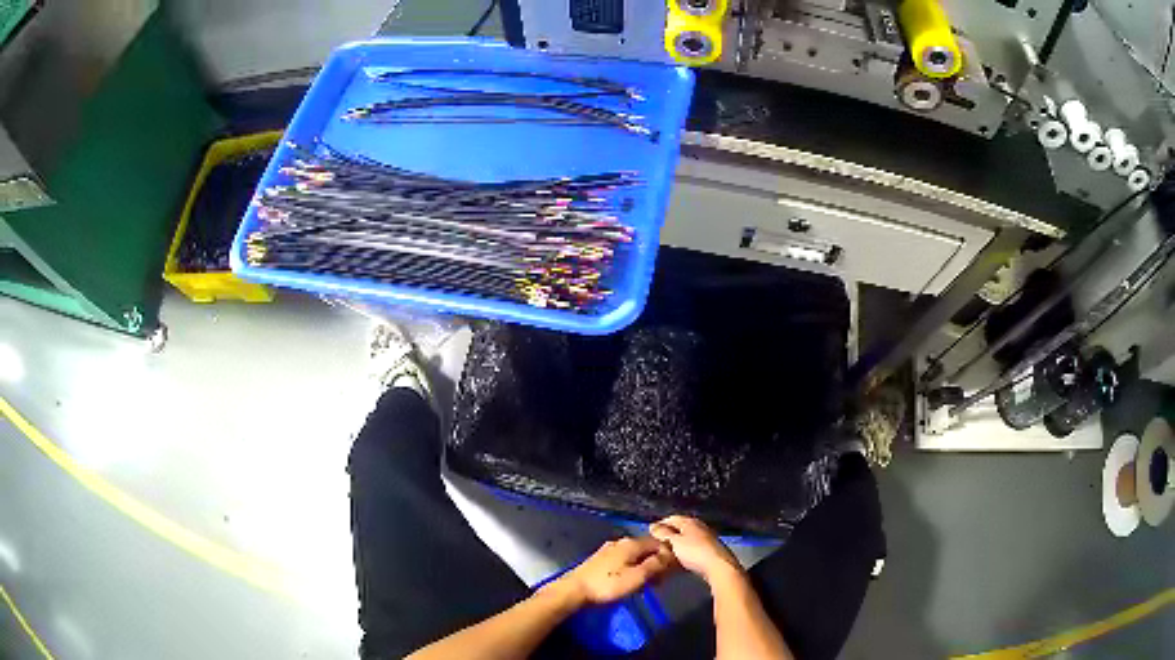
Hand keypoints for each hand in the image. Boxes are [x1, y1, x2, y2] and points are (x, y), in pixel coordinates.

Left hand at [550, 537, 675, 606]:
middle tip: (658, 581)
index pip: (658, 543)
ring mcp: (609, 549)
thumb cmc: (608, 585)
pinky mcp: (601, 558)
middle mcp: (621, 541)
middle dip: (655, 562)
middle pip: (646, 548)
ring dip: (643, 567)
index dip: (668, 556)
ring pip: (635, 555)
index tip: (671, 571)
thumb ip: (655, 565)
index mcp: (632, 544)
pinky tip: (629, 580)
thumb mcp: (637, 577)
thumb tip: (669, 555)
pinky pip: (624, 559)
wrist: (575, 590)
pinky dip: (631, 568)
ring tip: (645, 583)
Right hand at [649, 515, 742, 584]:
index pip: (672, 518)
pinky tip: (681, 559)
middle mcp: (699, 526)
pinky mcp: (711, 549)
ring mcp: (707, 538)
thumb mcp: (674, 542)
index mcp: (690, 521)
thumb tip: (653, 525)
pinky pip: (694, 547)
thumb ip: (663, 533)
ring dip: (677, 543)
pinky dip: (685, 551)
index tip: (650, 533)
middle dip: (669, 534)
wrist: (718, 566)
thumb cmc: (694, 552)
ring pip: (688, 538)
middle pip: (681, 528)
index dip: (660, 524)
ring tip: (666, 553)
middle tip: (657, 544)